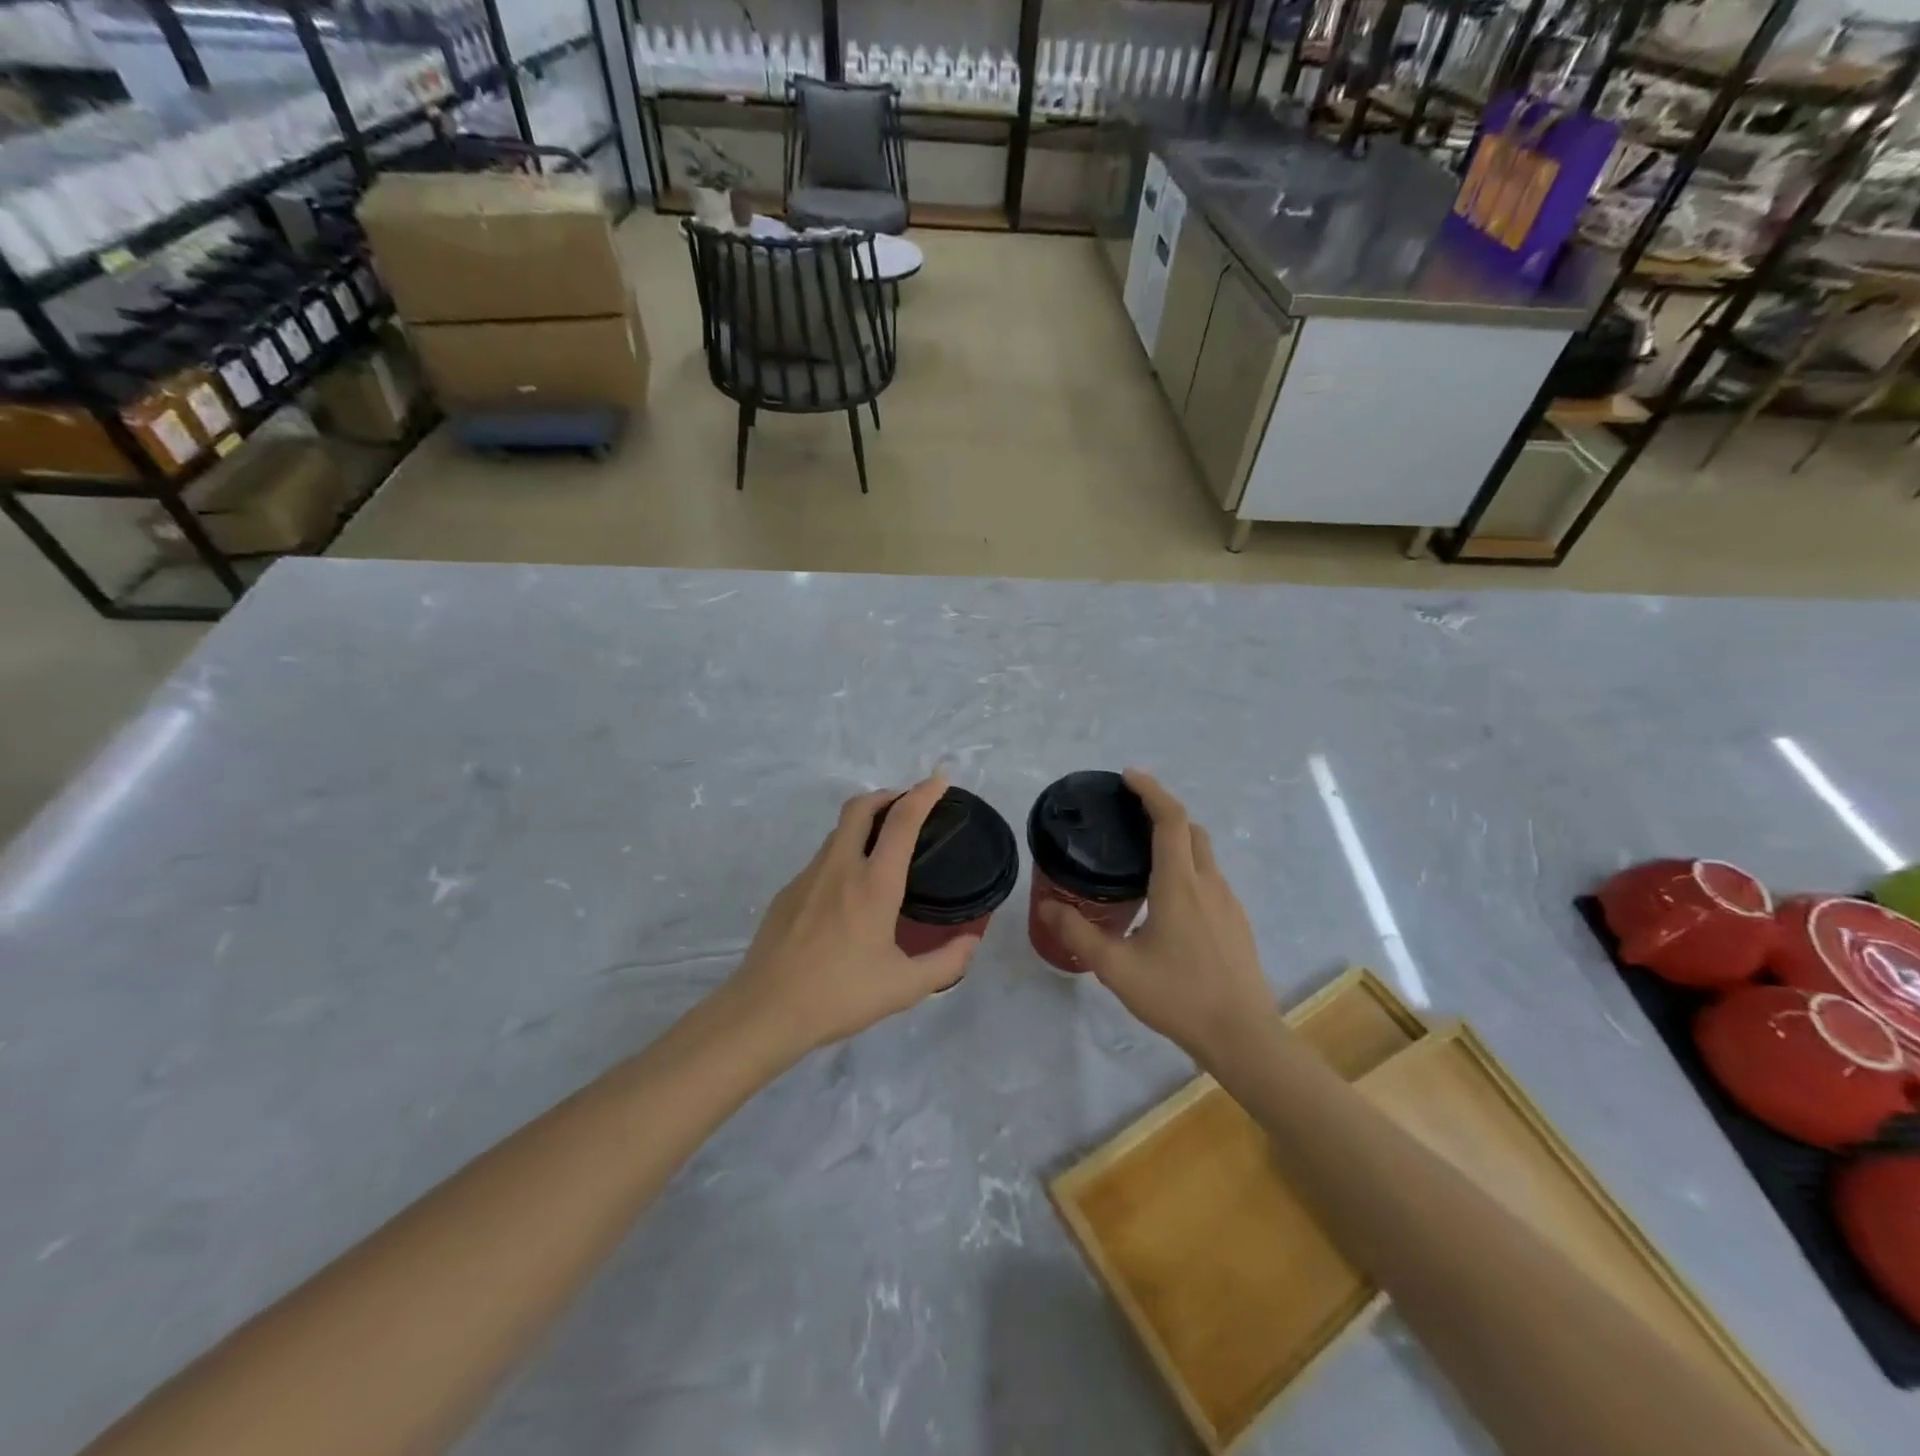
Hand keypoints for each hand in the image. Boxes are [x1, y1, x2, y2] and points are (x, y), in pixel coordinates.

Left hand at [727, 772, 979, 1057]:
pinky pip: (822, 859)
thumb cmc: (840, 995)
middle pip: (861, 806)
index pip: (902, 820)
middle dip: (887, 795)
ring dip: (863, 824)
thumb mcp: (904, 987)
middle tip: (907, 807)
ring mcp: (808, 876)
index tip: (939, 779)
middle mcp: (840, 867)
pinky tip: (847, 892)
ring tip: (882, 848)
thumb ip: (946, 963)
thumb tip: (971, 941)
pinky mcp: (787, 892)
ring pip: (838, 831)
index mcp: (874, 883)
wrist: (765, 1010)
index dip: (924, 793)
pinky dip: (843, 854)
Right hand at [1038, 769, 1274, 1065]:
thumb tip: (1046, 905)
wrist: (1242, 1036)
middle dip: (1163, 812)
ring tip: (1142, 855)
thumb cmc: (1178, 996)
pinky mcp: (1237, 922)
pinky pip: (1211, 878)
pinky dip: (1188, 867)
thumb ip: (1078, 934)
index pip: (1170, 820)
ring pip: (1204, 854)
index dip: (1151, 791)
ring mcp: (1228, 902)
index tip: (1128, 777)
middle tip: (1129, 815)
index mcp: (1179, 885)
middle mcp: (1208, 883)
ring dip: (1177, 840)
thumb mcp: (1117, 968)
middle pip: (1191, 829)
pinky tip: (1167, 898)